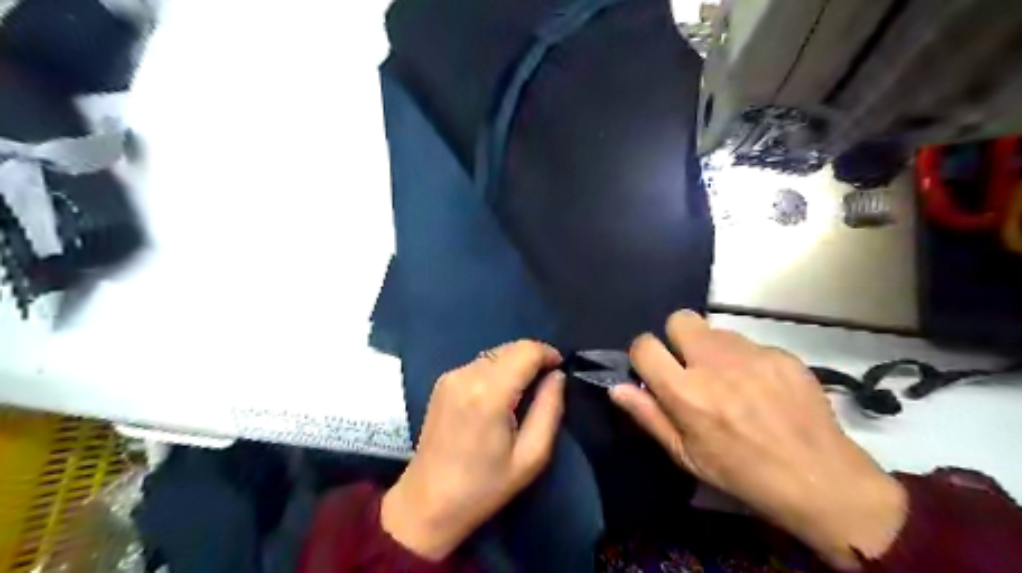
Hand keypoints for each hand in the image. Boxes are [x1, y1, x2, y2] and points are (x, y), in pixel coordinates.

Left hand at [381, 341, 562, 560]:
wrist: (428, 502)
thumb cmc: (484, 485)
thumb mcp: (531, 456)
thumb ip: (550, 409)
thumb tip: (557, 376)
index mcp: (489, 392)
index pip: (526, 350)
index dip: (547, 353)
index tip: (560, 369)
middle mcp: (467, 374)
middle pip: (510, 347)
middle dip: (532, 357)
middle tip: (545, 383)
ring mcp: (451, 376)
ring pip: (494, 353)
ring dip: (514, 363)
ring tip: (523, 392)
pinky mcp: (442, 382)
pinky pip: (479, 364)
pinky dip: (496, 370)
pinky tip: (499, 395)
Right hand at [610, 312, 904, 570]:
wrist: (819, 478)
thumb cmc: (742, 473)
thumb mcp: (686, 455)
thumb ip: (649, 416)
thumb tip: (617, 387)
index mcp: (685, 391)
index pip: (644, 345)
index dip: (644, 354)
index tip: (654, 370)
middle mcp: (714, 363)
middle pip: (680, 319)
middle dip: (678, 337)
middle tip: (691, 366)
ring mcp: (751, 354)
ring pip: (716, 330)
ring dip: (714, 350)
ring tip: (731, 380)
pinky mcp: (781, 354)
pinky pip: (750, 344)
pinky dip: (748, 360)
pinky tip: (763, 388)